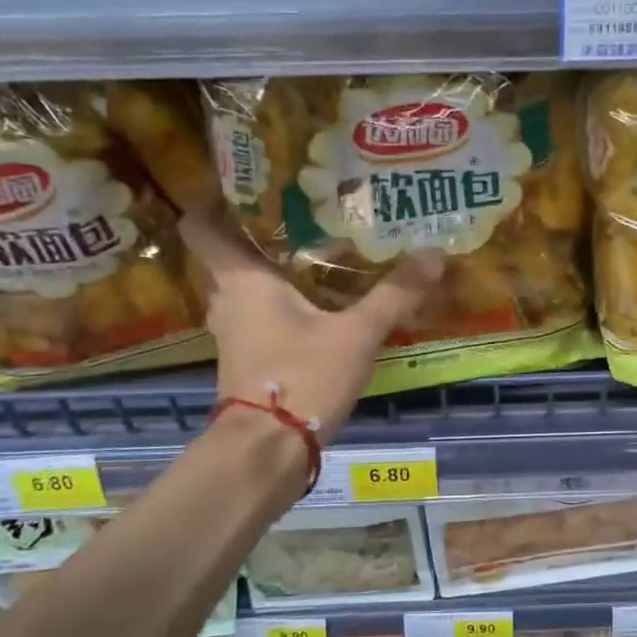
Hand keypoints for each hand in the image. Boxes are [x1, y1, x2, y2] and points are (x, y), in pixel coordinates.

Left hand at [180, 213, 442, 438]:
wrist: (267, 451)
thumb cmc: (302, 377)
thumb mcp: (356, 334)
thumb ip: (394, 294)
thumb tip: (435, 255)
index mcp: (243, 281)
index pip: (201, 227)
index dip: (211, 202)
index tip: (243, 185)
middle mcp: (227, 301)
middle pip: (226, 256)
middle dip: (255, 234)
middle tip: (298, 214)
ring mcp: (232, 335)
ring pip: (242, 289)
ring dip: (268, 273)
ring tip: (312, 254)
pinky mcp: (245, 362)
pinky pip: (254, 318)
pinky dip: (275, 306)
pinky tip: (314, 306)